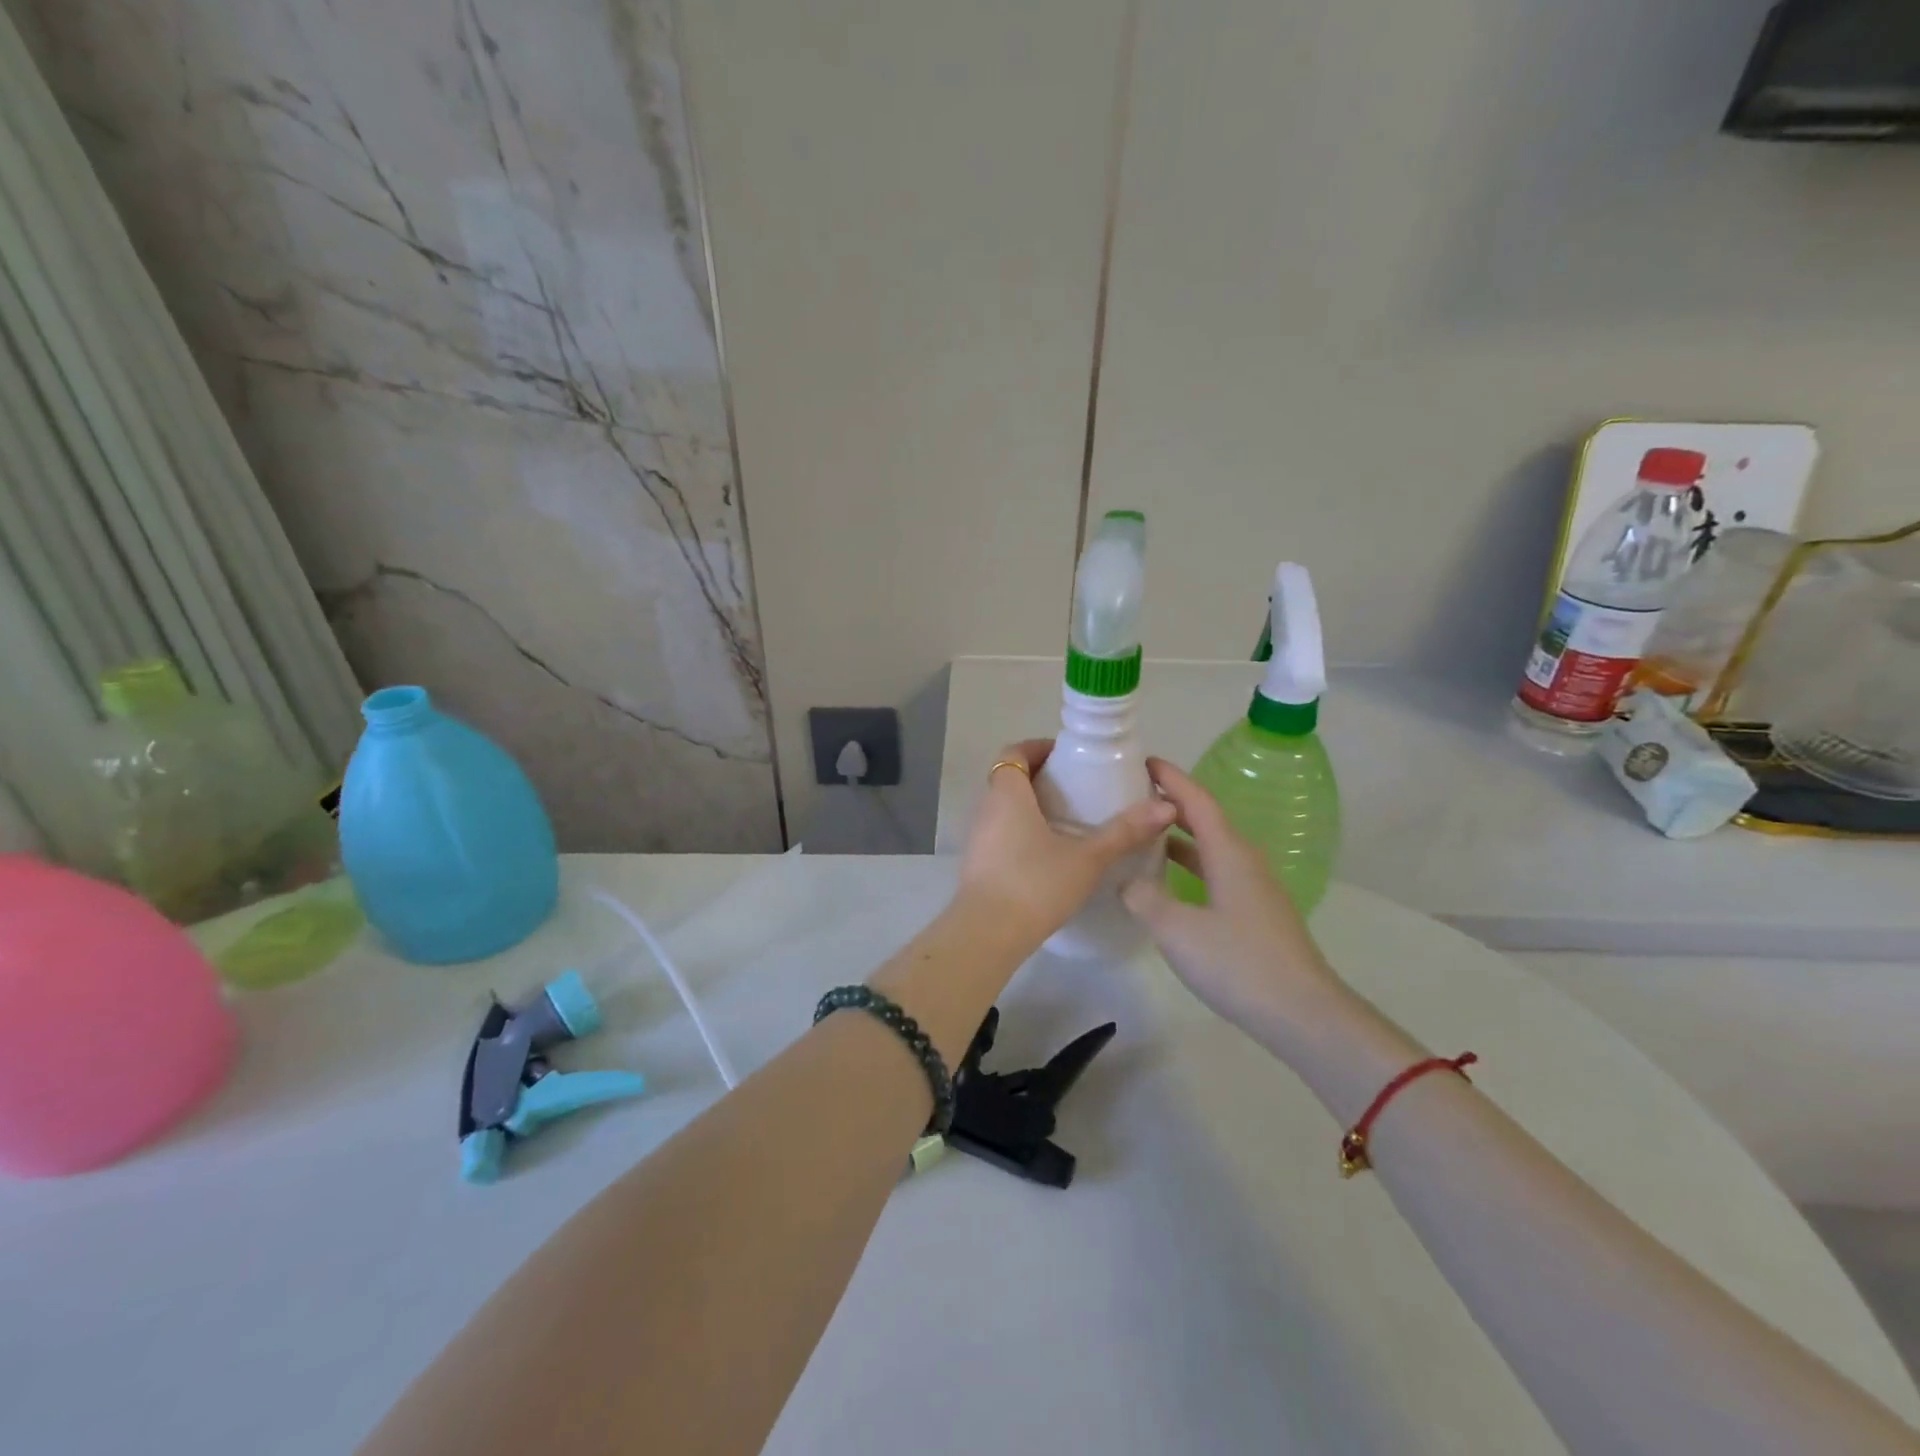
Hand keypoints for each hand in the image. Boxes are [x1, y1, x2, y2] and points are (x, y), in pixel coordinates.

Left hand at [957, 740, 1175, 950]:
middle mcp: (986, 808)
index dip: (1037, 748)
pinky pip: (999, 834)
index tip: (1067, 756)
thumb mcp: (1087, 858)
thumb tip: (1166, 806)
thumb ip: (1124, 832)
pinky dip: (1021, 832)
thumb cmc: (1035, 884)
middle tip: (1076, 789)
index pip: (1014, 752)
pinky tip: (1048, 855)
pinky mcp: (977, 864)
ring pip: (1003, 808)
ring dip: (1030, 807)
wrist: (987, 935)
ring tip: (1067, 821)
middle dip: (1039, 778)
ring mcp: (977, 838)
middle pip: (1008, 779)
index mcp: (1007, 794)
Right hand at [1121, 757, 1343, 1032]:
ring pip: (1210, 848)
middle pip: (1205, 819)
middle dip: (1171, 805)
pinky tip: (1167, 884)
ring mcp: (1253, 888)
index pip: (1196, 800)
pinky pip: (1215, 872)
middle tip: (1132, 797)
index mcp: (1228, 852)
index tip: (1142, 761)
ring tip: (1142, 835)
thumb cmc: (1238, 962)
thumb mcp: (1176, 929)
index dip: (1170, 778)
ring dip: (1178, 837)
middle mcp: (1244, 861)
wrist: (1303, 1014)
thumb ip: (1144, 898)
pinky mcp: (1255, 913)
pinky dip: (1189, 865)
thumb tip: (1128, 880)